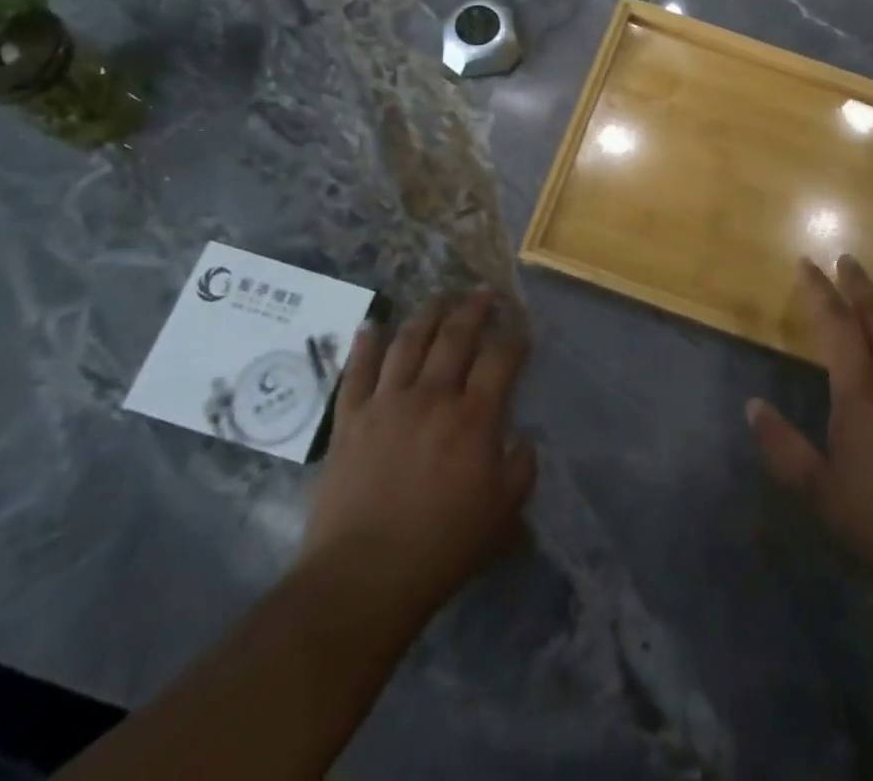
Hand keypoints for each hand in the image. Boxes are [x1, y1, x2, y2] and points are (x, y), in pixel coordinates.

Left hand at [299, 290, 535, 618]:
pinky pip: (357, 372)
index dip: (515, 338)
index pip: (500, 359)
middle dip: (473, 309)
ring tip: (440, 299)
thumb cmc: (441, 549)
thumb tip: (521, 438)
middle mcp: (431, 397)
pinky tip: (372, 326)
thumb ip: (521, 468)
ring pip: (409, 343)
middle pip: (455, 337)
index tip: (522, 327)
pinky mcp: (350, 420)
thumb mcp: (503, 516)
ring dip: (427, 315)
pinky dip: (366, 345)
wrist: (362, 579)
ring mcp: (386, 404)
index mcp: (473, 418)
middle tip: (484, 293)